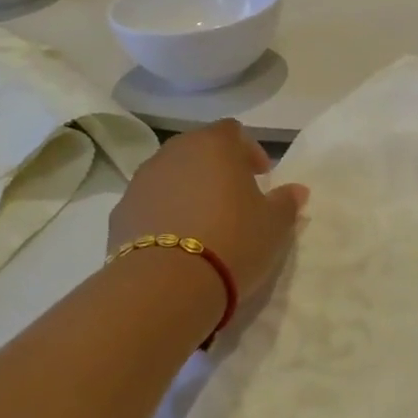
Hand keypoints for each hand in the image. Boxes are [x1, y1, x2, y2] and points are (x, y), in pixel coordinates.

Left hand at [109, 120, 308, 320]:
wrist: (165, 286)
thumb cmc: (232, 242)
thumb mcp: (274, 225)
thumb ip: (286, 202)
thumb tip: (296, 190)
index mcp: (214, 145)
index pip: (233, 131)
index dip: (249, 150)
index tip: (261, 177)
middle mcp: (174, 152)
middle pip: (198, 149)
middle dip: (216, 168)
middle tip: (233, 198)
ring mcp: (142, 180)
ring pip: (170, 174)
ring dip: (187, 189)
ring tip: (203, 223)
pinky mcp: (120, 211)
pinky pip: (149, 203)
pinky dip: (163, 213)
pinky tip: (174, 243)